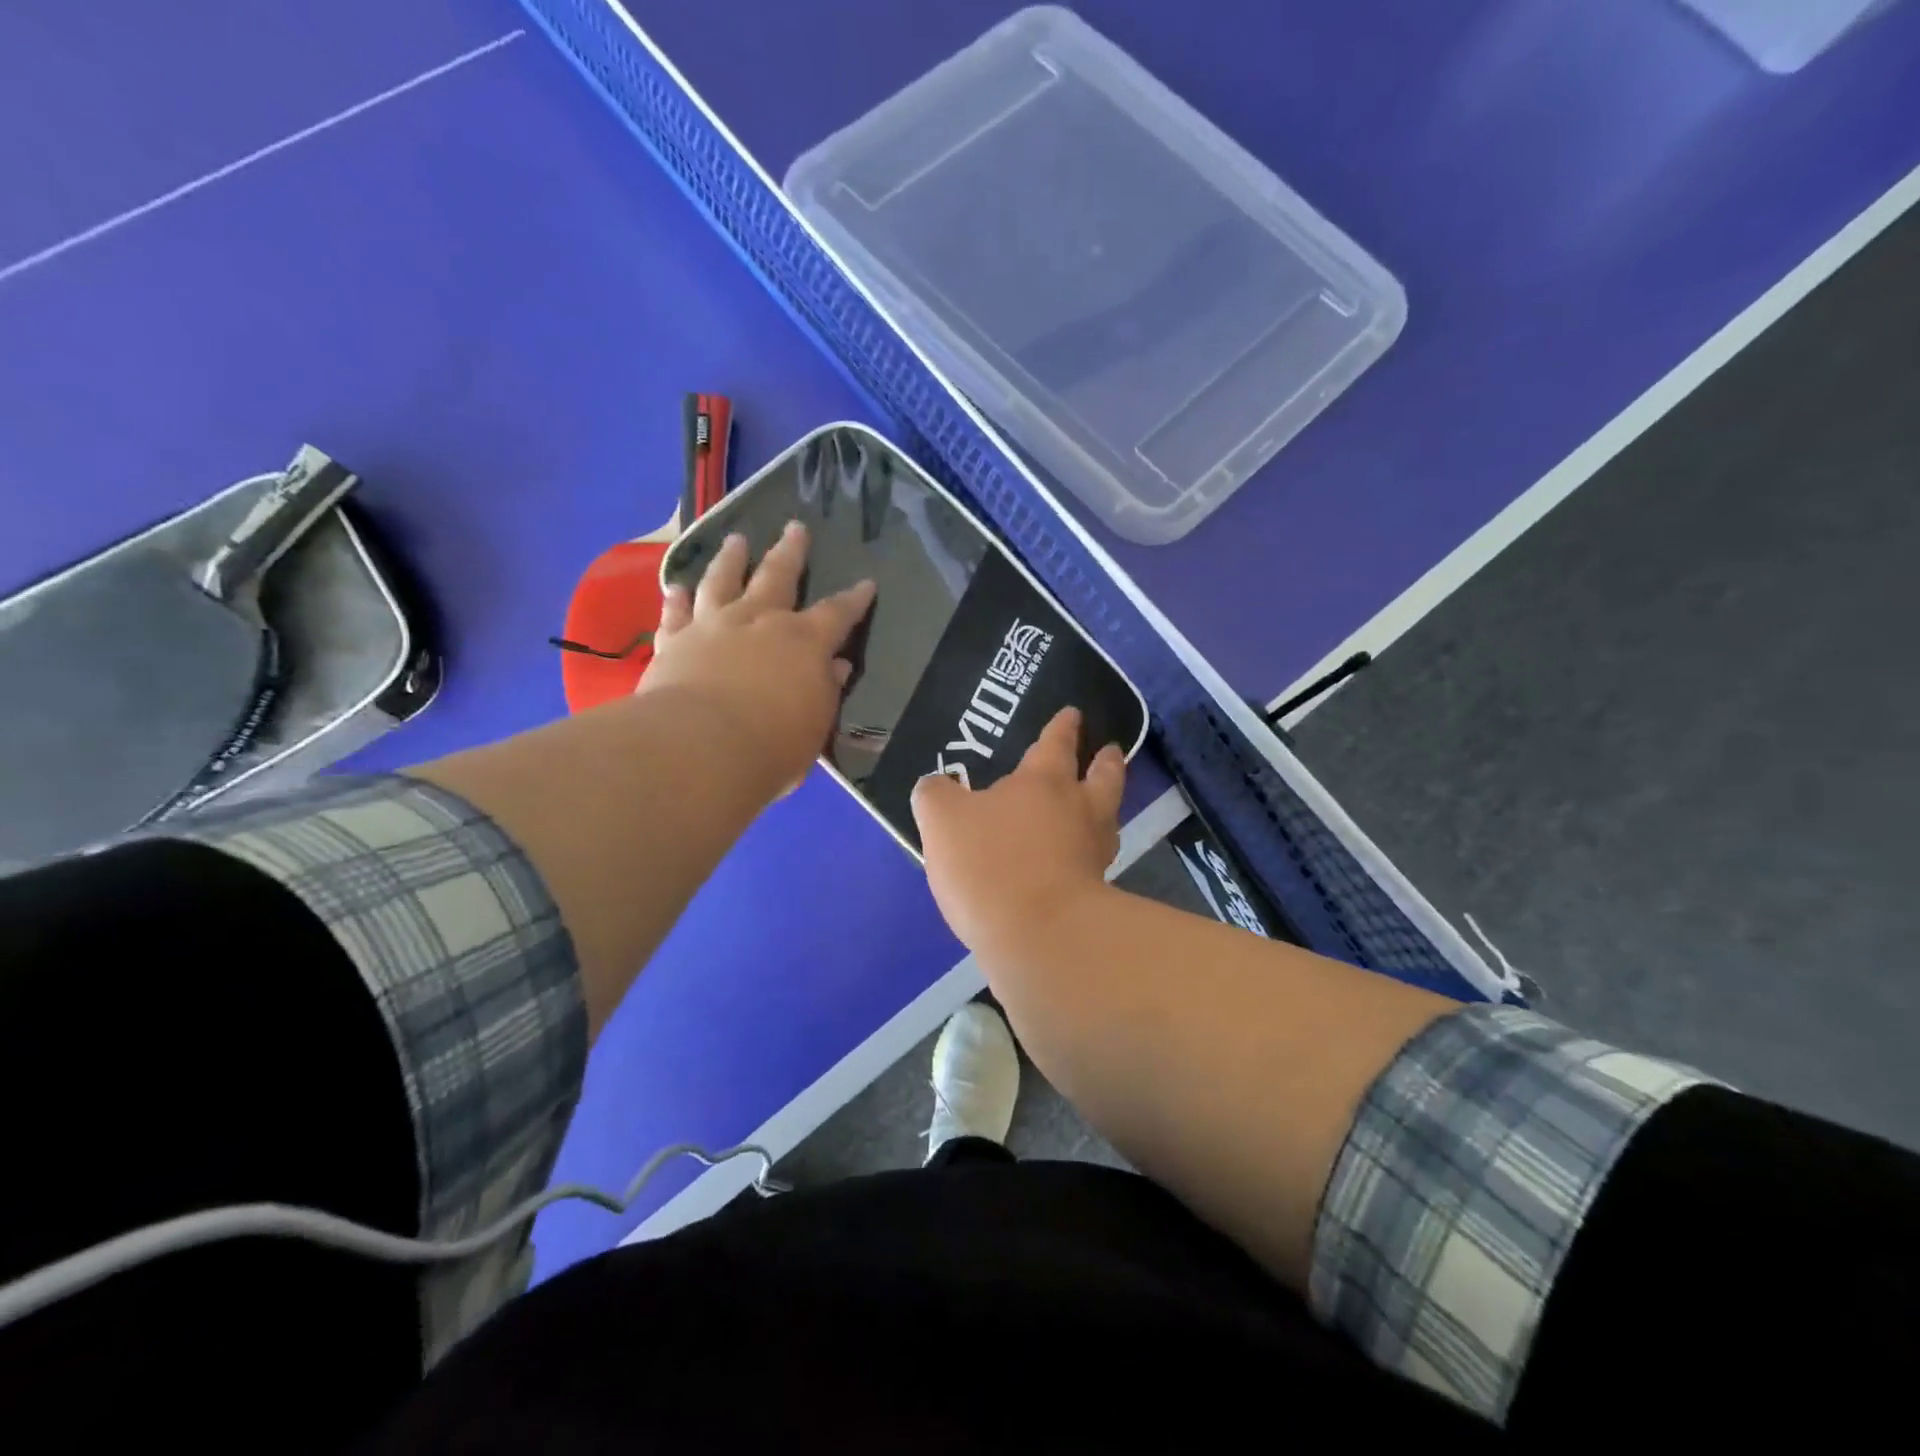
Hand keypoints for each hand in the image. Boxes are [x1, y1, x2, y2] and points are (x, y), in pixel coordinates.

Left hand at [640, 521, 874, 798]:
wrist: (699, 748)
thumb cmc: (772, 745)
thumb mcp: (815, 725)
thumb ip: (826, 691)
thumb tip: (836, 667)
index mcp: (804, 642)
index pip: (837, 614)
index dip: (854, 600)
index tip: (866, 584)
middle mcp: (759, 621)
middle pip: (777, 576)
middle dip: (790, 552)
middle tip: (795, 527)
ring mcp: (713, 626)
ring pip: (722, 581)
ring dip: (731, 559)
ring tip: (736, 541)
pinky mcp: (674, 642)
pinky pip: (675, 614)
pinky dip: (676, 599)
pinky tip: (675, 587)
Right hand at [911, 706, 1125, 958]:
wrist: (1039, 936)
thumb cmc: (990, 863)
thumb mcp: (941, 820)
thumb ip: (935, 794)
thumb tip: (936, 785)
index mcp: (1043, 781)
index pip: (1057, 743)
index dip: (1063, 726)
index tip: (1073, 714)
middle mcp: (1078, 809)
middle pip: (1102, 776)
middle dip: (1105, 761)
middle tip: (1111, 750)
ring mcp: (1093, 852)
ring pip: (1106, 817)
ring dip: (1105, 804)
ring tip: (1098, 803)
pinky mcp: (1097, 892)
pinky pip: (1095, 859)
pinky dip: (1090, 852)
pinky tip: (1075, 859)